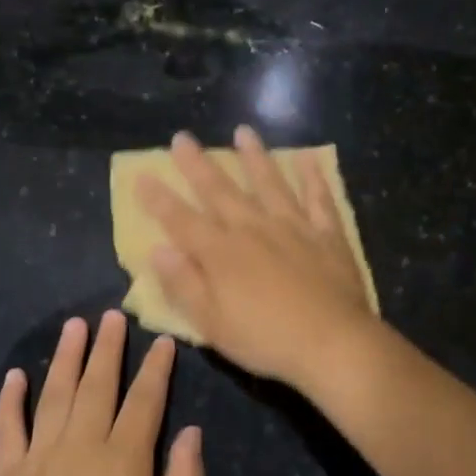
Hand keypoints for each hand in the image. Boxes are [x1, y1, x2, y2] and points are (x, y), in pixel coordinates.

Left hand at [0, 310, 205, 475]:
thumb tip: (192, 431)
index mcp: (124, 458)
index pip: (144, 400)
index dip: (155, 368)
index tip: (161, 340)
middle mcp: (82, 445)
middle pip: (97, 384)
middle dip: (107, 347)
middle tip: (111, 315)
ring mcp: (41, 457)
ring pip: (54, 395)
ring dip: (64, 357)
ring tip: (73, 327)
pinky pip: (9, 429)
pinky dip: (11, 401)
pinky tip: (16, 376)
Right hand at [135, 126, 376, 387]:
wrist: (333, 343)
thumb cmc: (266, 340)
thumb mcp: (212, 323)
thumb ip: (183, 284)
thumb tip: (158, 250)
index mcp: (220, 253)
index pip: (181, 220)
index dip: (159, 199)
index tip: (142, 175)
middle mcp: (253, 229)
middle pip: (220, 190)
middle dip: (198, 164)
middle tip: (182, 137)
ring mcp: (293, 227)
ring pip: (269, 182)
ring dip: (254, 157)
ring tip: (244, 132)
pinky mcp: (327, 234)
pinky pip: (319, 198)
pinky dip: (313, 177)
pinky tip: (308, 158)